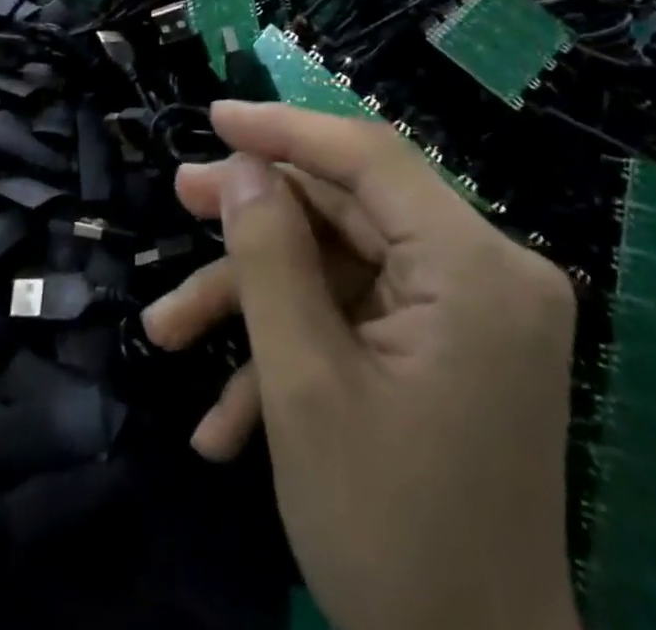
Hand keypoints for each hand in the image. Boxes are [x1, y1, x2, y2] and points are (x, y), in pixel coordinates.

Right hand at [143, 101, 579, 629]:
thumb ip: (268, 259)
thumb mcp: (305, 388)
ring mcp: (470, 313)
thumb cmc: (391, 537)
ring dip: (258, 299)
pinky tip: (228, 423)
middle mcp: (487, 273)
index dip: (284, 129)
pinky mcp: (449, 348)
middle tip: (181, 200)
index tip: (214, 118)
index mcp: (476, 269)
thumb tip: (240, 168)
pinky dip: (296, 347)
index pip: (369, 157)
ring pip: (342, 265)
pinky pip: (360, 316)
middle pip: (350, 209)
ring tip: (168, 330)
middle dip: (257, 218)